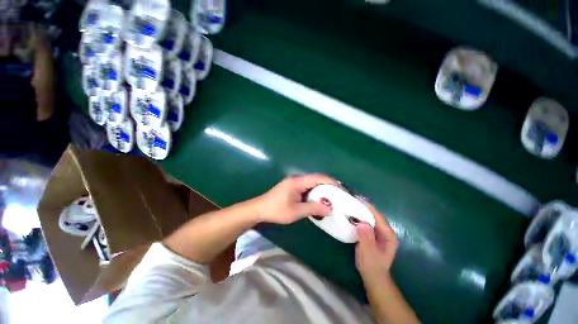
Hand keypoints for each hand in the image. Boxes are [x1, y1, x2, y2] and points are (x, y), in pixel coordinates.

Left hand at [252, 174, 336, 223]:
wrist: (259, 210)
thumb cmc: (276, 210)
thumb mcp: (295, 211)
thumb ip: (313, 208)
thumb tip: (330, 208)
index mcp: (298, 181)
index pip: (319, 178)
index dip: (332, 183)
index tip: (343, 191)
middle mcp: (298, 179)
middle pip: (317, 179)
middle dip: (330, 187)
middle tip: (341, 196)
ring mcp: (295, 183)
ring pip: (313, 184)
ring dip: (323, 191)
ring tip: (334, 199)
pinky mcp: (293, 188)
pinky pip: (308, 188)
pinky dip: (316, 194)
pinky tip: (320, 201)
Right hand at [355, 203, 398, 280]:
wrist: (373, 276)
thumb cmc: (371, 265)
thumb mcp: (368, 252)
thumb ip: (366, 237)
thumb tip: (362, 223)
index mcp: (388, 235)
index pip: (379, 217)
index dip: (369, 208)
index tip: (358, 199)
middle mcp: (386, 232)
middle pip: (376, 216)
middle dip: (365, 207)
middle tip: (353, 199)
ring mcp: (380, 233)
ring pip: (372, 218)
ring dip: (363, 211)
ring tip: (353, 203)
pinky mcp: (374, 234)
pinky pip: (368, 222)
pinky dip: (361, 217)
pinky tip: (354, 214)